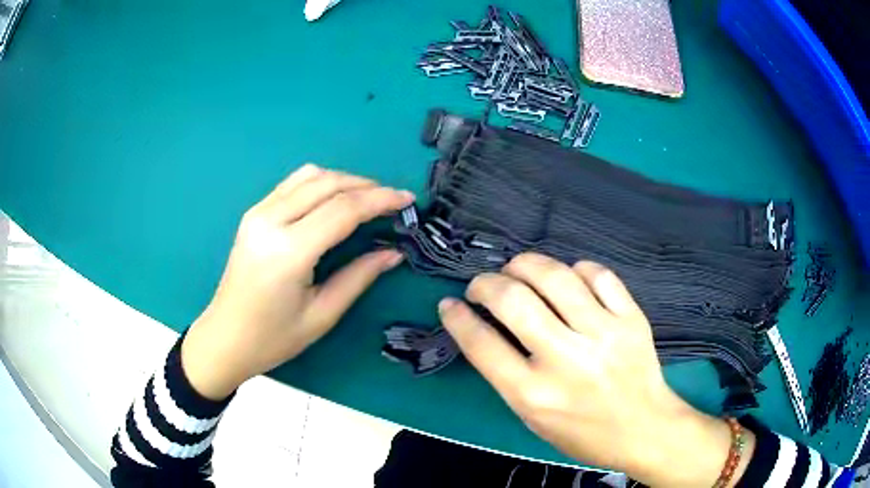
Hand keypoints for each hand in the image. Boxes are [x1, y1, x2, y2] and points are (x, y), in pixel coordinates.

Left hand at [182, 164, 413, 399]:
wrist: (225, 338)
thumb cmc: (274, 338)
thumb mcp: (322, 315)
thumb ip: (359, 277)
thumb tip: (394, 252)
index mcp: (288, 251)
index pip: (343, 209)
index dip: (380, 200)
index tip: (407, 200)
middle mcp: (270, 221)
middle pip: (328, 184)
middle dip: (367, 186)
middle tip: (393, 200)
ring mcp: (258, 213)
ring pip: (309, 176)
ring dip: (344, 180)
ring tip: (368, 198)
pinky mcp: (253, 213)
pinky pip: (292, 184)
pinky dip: (321, 183)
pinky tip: (334, 198)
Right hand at [438, 253, 753, 486]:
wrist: (644, 428)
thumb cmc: (583, 432)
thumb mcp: (532, 418)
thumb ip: (506, 374)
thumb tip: (483, 328)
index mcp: (534, 394)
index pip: (482, 344)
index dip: (458, 318)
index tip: (449, 304)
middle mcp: (567, 360)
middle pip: (513, 301)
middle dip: (485, 284)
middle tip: (481, 285)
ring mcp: (603, 334)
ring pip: (555, 277)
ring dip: (524, 264)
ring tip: (516, 269)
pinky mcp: (631, 319)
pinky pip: (598, 275)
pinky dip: (575, 269)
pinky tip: (567, 277)